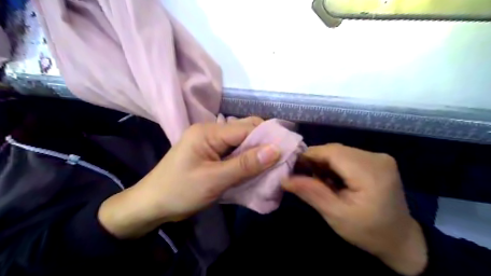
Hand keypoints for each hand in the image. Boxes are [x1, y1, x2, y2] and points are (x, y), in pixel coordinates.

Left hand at [98, 117, 279, 238]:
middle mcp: (211, 131)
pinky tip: (255, 168)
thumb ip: (245, 164)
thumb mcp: (214, 179)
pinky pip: (234, 152)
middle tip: (281, 159)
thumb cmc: (179, 191)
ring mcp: (210, 143)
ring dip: (256, 153)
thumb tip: (275, 150)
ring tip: (273, 164)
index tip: (288, 149)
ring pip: (241, 143)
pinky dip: (246, 160)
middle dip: (264, 144)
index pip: (246, 128)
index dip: (268, 137)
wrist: (151, 205)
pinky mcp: (211, 154)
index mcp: (209, 132)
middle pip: (244, 132)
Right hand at [282, 143, 428, 274]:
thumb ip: (311, 193)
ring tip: (320, 183)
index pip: (331, 152)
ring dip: (325, 164)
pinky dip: (335, 166)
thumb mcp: (335, 215)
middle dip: (316, 162)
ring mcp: (379, 157)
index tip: (292, 169)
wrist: (401, 240)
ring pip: (339, 152)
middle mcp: (376, 157)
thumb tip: (284, 178)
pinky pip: (347, 156)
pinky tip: (333, 181)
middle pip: (334, 150)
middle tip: (305, 179)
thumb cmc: (368, 232)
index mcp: (370, 171)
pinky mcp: (377, 160)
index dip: (308, 156)